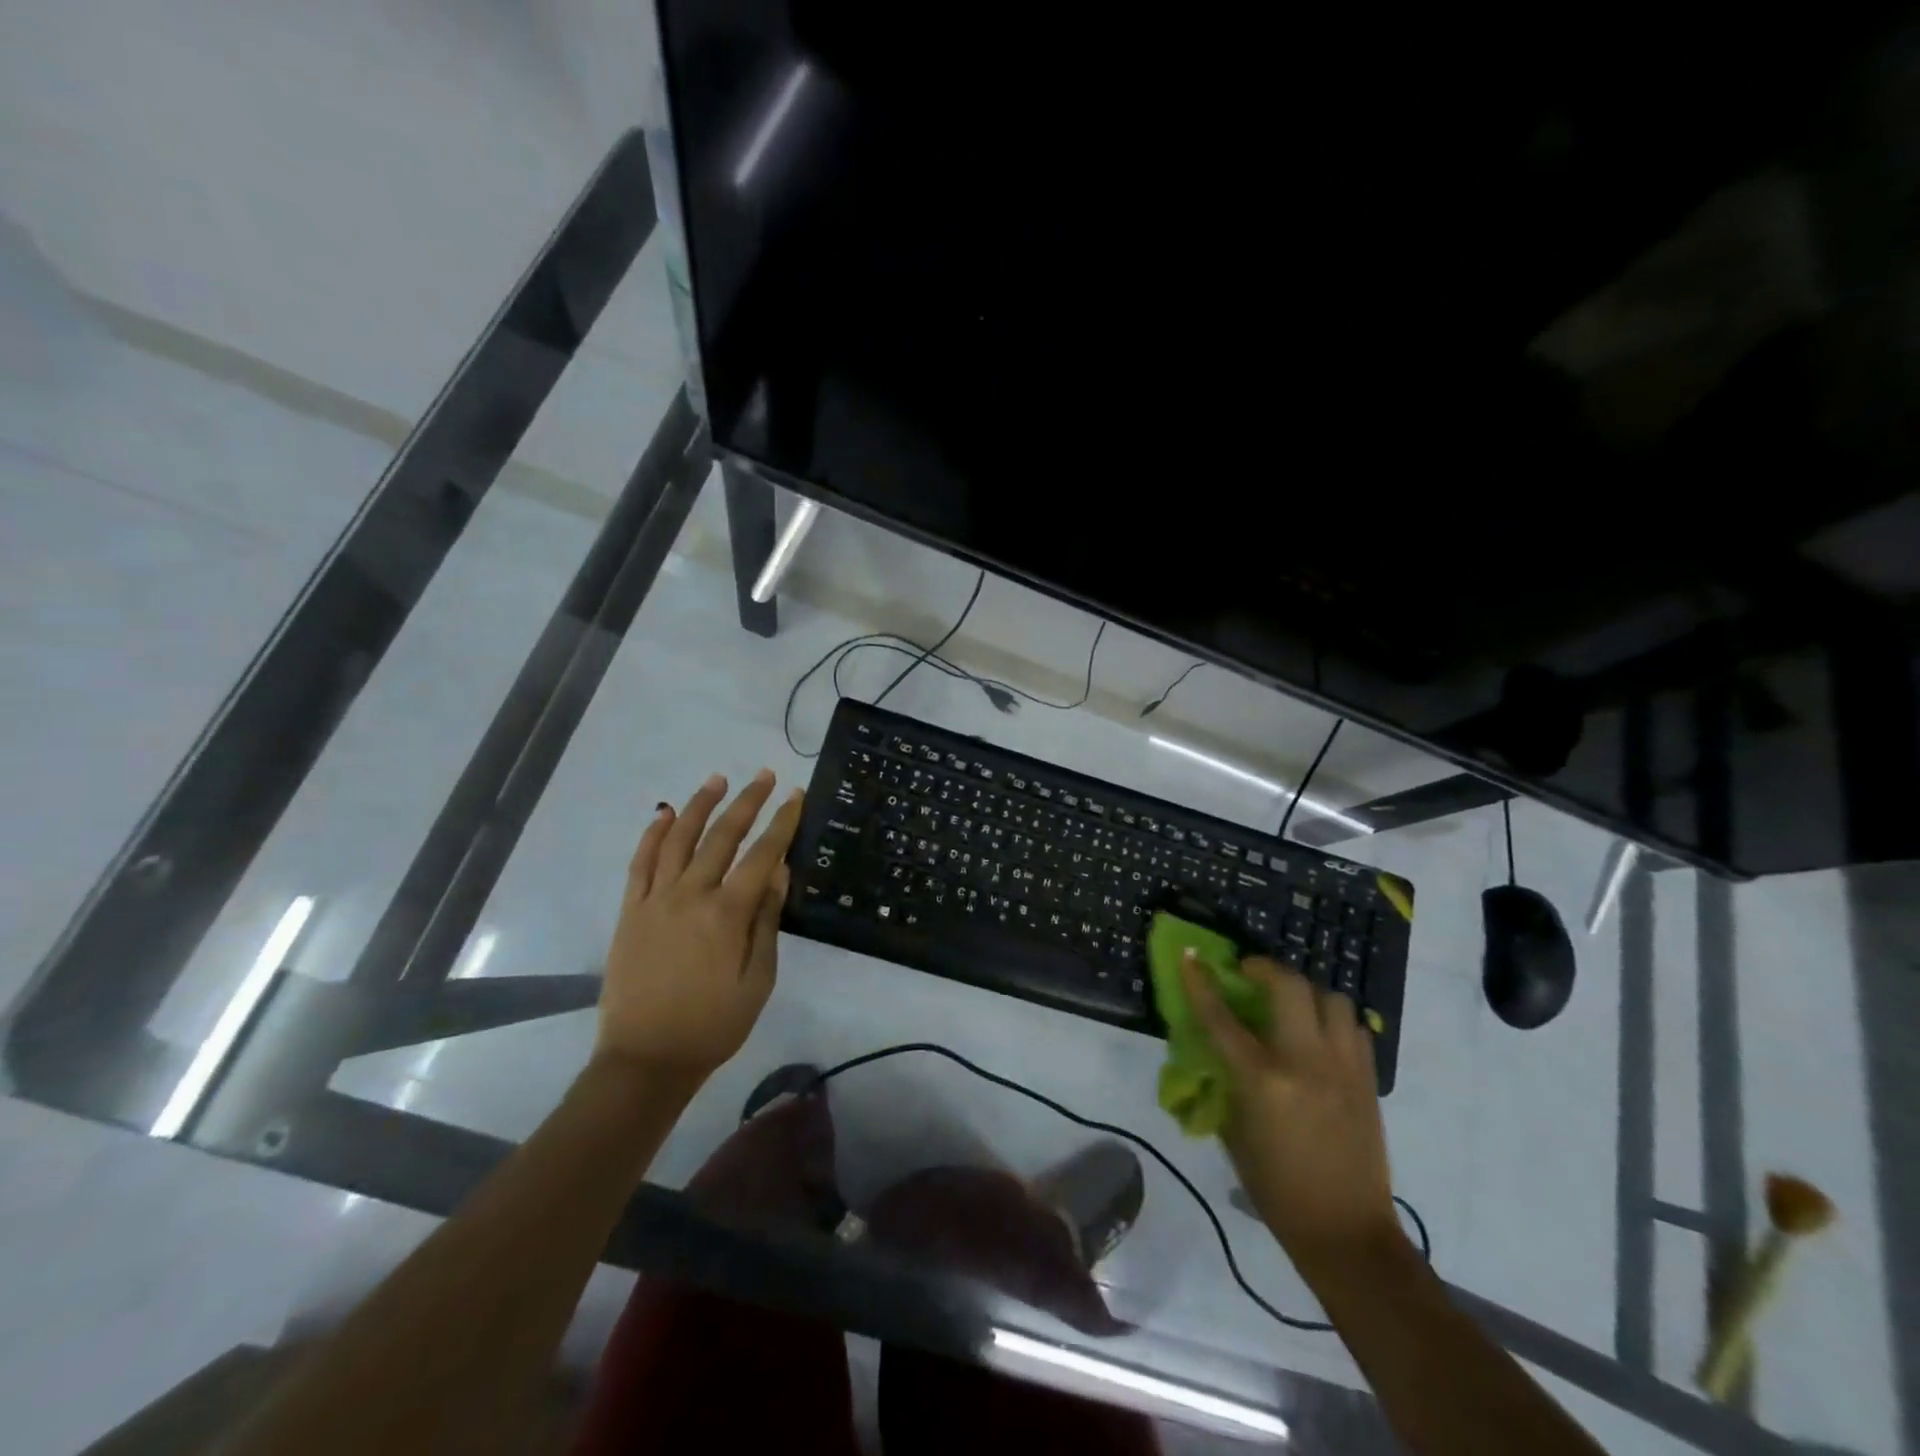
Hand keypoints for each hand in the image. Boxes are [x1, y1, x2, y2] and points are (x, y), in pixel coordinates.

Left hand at [596, 770, 804, 1089]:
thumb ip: (767, 922)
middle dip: (747, 802)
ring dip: (700, 805)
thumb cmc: (713, 1025)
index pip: (762, 855)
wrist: (645, 1060)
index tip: (796, 795)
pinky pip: (640, 863)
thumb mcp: (757, 980)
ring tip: (718, 779)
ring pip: (679, 839)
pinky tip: (664, 813)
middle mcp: (690, 895)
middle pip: (722, 836)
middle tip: (764, 775)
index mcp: (727, 914)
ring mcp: (655, 900)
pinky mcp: (630, 911)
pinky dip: (653, 834)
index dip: (782, 822)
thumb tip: (779, 872)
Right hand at [1181, 952, 1400, 1278]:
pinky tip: (1320, 1035)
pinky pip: (1354, 1027)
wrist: (1346, 1231)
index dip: (1201, 982)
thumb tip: (1215, 1045)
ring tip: (1290, 1003)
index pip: (1221, 1016)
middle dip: (1265, 968)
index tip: (1191, 956)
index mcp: (1262, 1080)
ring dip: (1305, 991)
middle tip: (1249, 972)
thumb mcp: (1234, 1131)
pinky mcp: (1368, 1079)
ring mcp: (1343, 1067)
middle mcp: (1305, 1062)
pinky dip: (1333, 1019)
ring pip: (1331, 998)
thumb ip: (1225, 1080)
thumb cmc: (1275, 1188)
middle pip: (1289, 986)